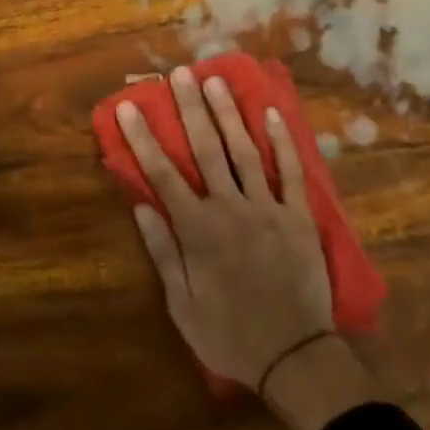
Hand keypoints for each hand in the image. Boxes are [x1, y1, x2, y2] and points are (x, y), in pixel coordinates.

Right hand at [119, 68, 373, 429]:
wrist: (294, 356)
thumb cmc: (229, 334)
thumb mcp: (181, 304)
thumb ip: (162, 251)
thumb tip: (141, 205)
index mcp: (197, 230)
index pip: (162, 173)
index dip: (143, 138)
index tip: (129, 107)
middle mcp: (230, 208)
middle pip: (206, 149)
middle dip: (190, 109)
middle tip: (179, 74)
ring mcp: (268, 208)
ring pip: (245, 150)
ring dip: (228, 113)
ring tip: (216, 80)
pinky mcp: (299, 216)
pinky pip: (291, 171)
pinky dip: (282, 141)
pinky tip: (270, 113)